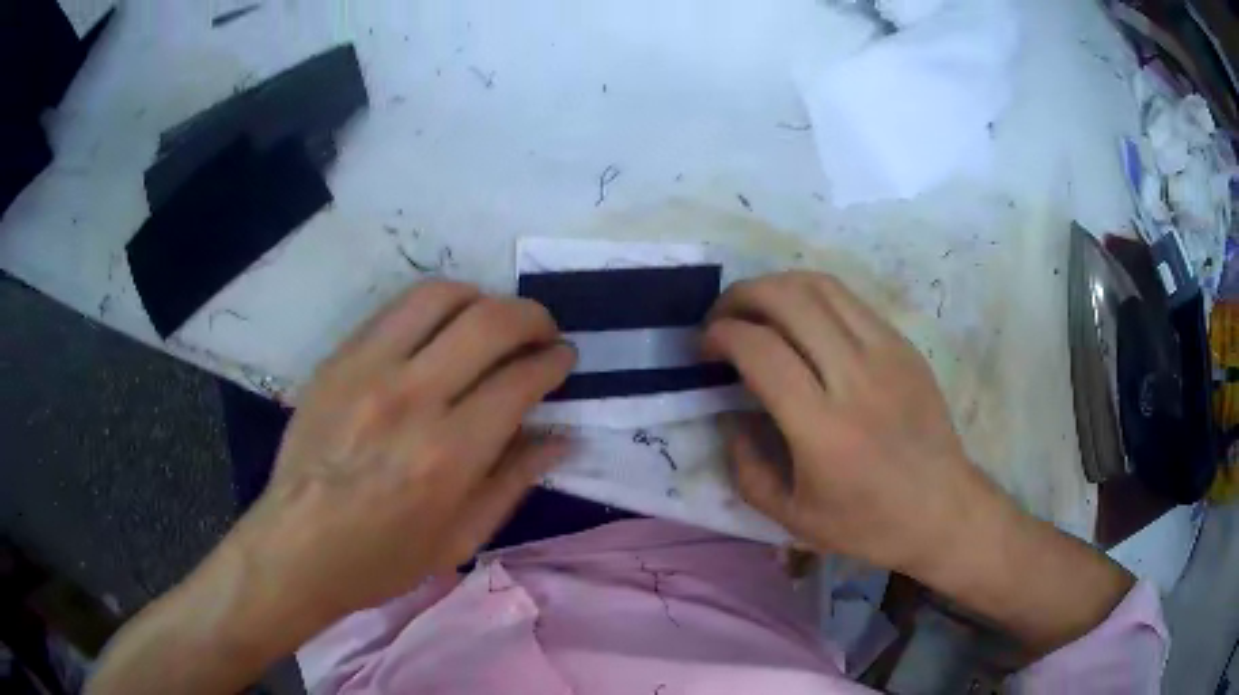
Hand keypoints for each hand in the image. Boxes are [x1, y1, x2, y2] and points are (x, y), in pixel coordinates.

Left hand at [90, 281, 575, 694]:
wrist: (296, 546)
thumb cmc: (382, 558)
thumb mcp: (461, 540)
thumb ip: (514, 481)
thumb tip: (559, 437)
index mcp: (449, 454)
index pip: (520, 380)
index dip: (553, 362)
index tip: (563, 360)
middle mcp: (412, 398)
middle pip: (490, 322)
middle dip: (532, 317)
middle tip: (542, 332)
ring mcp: (368, 369)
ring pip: (441, 296)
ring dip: (482, 299)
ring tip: (492, 321)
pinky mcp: (338, 359)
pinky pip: (396, 309)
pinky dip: (434, 307)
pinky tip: (441, 329)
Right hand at [703, 271, 984, 574]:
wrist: (942, 509)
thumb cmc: (866, 523)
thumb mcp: (790, 516)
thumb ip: (745, 466)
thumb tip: (729, 414)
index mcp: (822, 428)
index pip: (760, 350)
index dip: (721, 335)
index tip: (705, 346)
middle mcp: (855, 377)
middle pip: (788, 299)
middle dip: (741, 296)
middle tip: (722, 317)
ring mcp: (886, 353)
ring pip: (820, 286)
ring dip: (776, 286)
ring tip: (757, 309)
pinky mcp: (904, 345)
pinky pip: (849, 300)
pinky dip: (812, 297)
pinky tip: (801, 321)